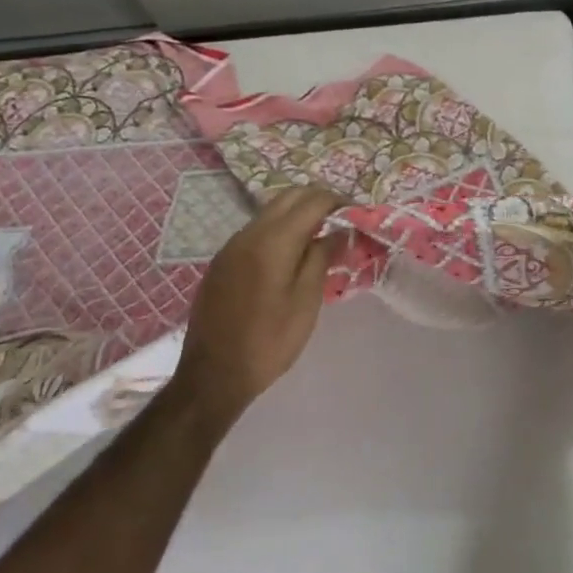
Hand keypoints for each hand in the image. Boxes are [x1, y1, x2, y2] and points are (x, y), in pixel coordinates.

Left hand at [166, 185, 342, 435]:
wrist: (213, 376)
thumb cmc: (269, 341)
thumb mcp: (306, 300)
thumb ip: (322, 257)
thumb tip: (338, 230)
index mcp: (273, 241)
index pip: (312, 201)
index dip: (339, 201)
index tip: (358, 214)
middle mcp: (248, 234)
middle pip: (288, 197)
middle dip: (319, 200)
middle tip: (343, 220)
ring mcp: (231, 246)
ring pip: (271, 211)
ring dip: (298, 213)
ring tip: (322, 236)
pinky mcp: (223, 261)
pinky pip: (257, 230)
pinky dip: (280, 229)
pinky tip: (293, 254)